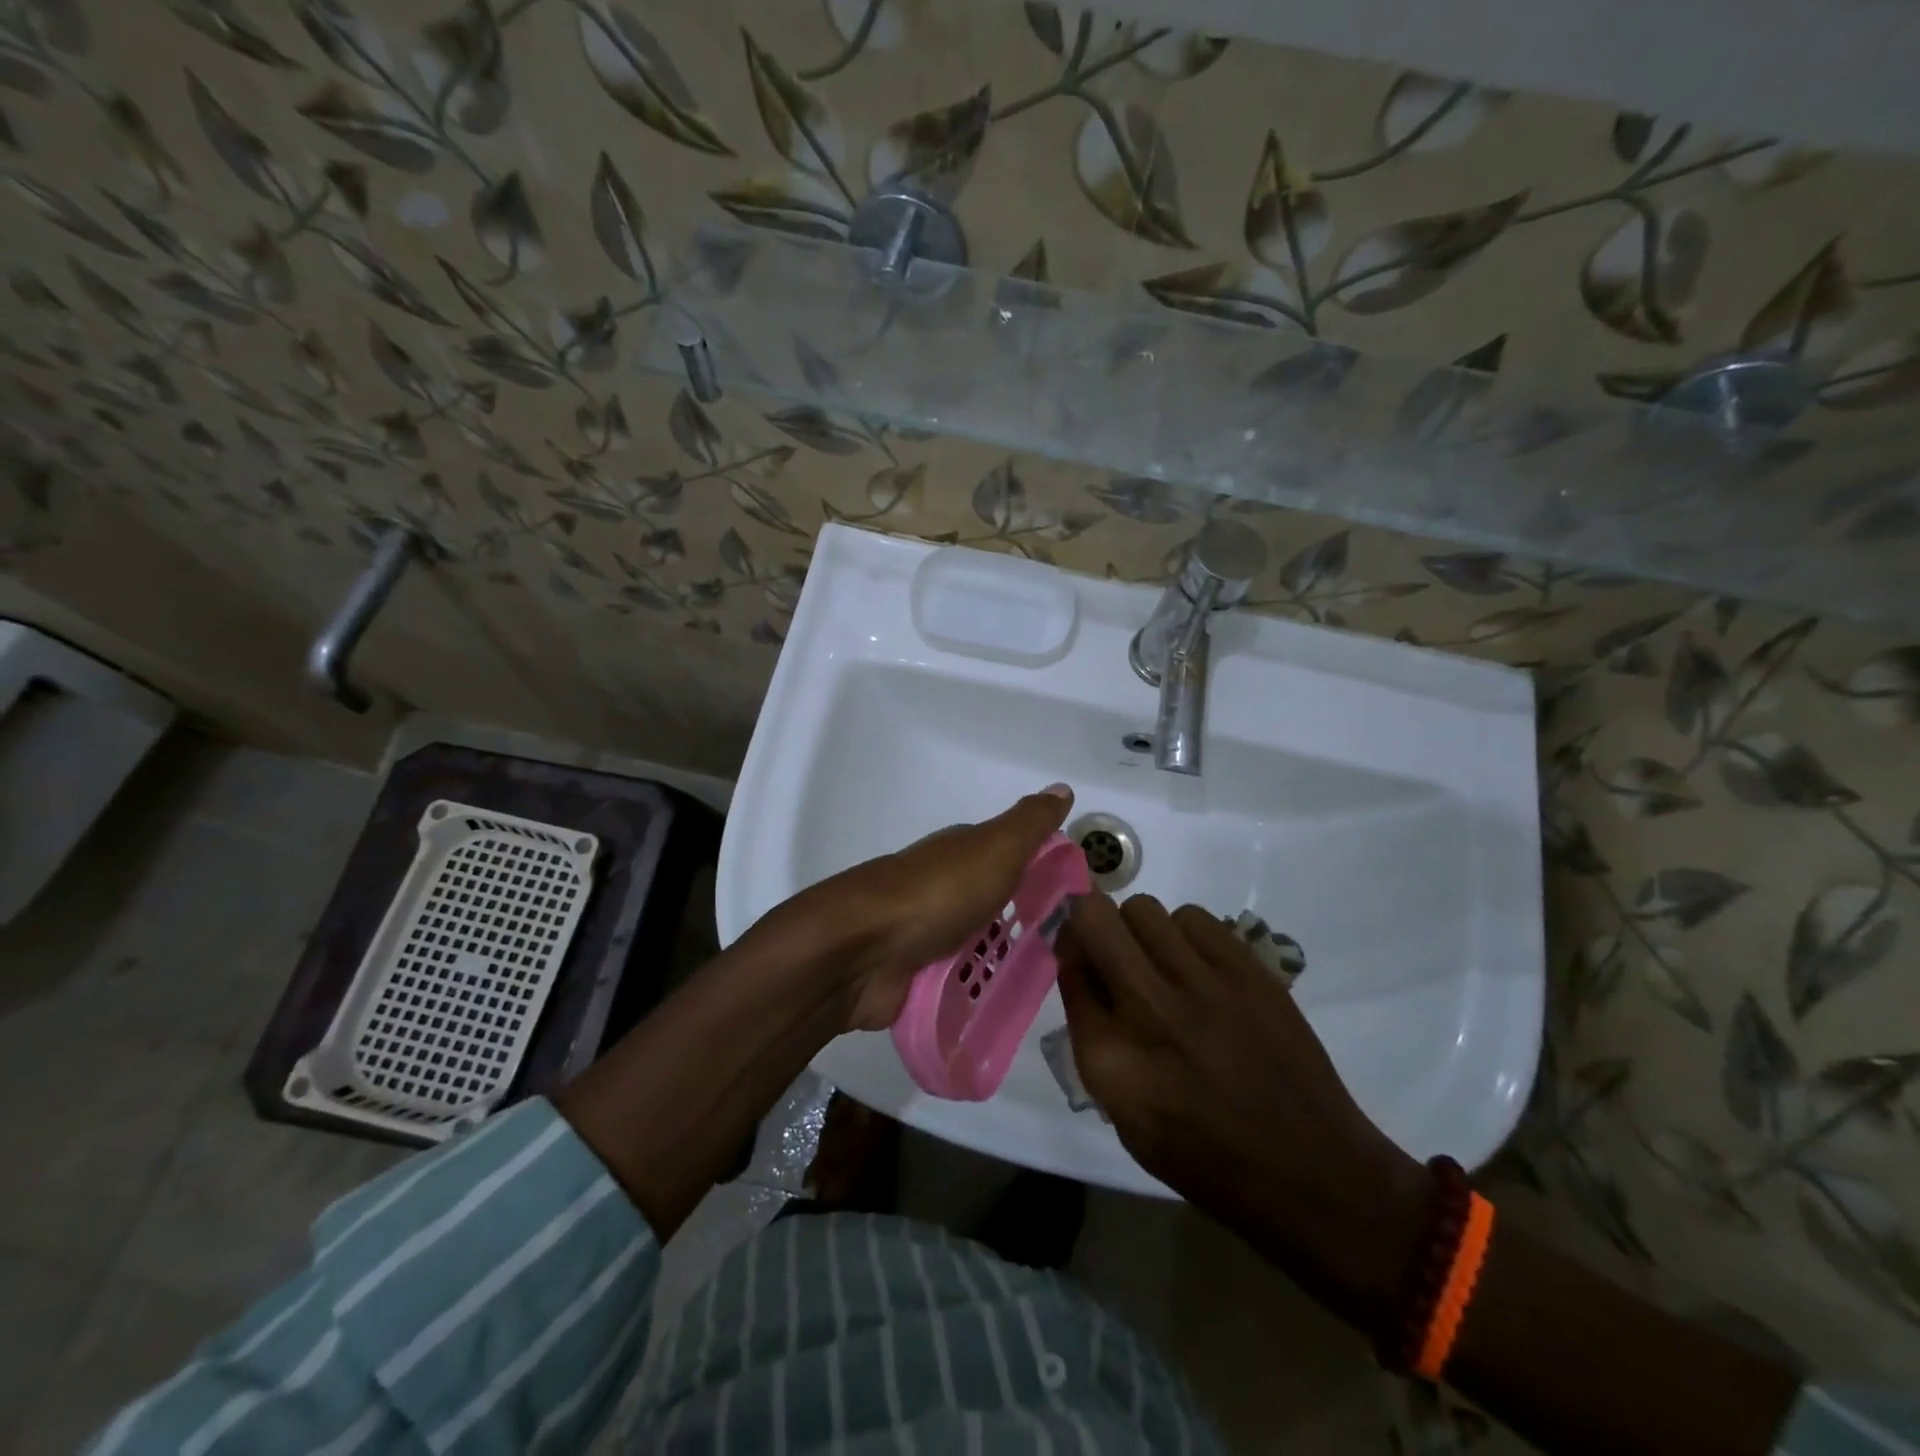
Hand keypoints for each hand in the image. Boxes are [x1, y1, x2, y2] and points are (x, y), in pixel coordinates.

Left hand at [799, 785, 1074, 1030]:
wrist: (862, 950)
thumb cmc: (937, 893)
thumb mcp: (994, 848)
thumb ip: (1029, 823)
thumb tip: (1062, 787)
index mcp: (964, 854)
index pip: (1016, 858)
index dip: (1048, 874)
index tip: (1083, 903)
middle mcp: (947, 889)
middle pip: (1000, 905)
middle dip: (1032, 926)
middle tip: (1074, 953)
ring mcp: (930, 934)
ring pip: (982, 946)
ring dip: (1007, 962)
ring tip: (1050, 987)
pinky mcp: (918, 977)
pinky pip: (961, 984)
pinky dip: (980, 992)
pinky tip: (1008, 1007)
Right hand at [1056, 892, 1427, 1331]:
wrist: (1309, 1172)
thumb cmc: (1205, 1156)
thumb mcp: (1124, 1114)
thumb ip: (1093, 1034)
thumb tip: (1083, 967)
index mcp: (1109, 1057)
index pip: (1066, 966)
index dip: (1068, 951)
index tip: (1079, 955)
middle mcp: (1148, 1008)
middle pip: (1095, 918)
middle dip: (1091, 923)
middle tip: (1110, 947)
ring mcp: (1202, 983)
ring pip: (1144, 909)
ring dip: (1140, 930)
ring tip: (1160, 962)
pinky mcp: (1247, 970)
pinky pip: (1194, 917)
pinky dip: (1185, 933)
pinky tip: (1199, 967)